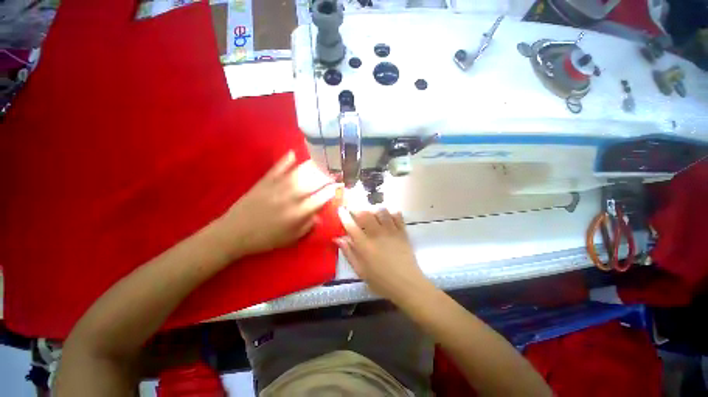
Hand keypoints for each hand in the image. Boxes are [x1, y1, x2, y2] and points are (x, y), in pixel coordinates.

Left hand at [218, 151, 338, 258]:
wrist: (234, 233)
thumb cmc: (265, 238)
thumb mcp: (290, 239)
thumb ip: (307, 227)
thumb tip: (319, 216)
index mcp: (299, 212)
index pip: (322, 197)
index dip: (332, 190)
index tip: (338, 186)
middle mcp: (292, 196)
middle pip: (314, 181)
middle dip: (326, 176)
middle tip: (333, 173)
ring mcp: (278, 186)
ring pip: (300, 172)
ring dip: (313, 166)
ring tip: (321, 163)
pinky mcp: (265, 181)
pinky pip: (278, 167)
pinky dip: (286, 160)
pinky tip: (293, 153)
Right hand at [336, 207, 430, 304]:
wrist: (407, 284)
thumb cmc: (381, 281)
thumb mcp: (361, 271)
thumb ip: (349, 253)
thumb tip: (338, 239)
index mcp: (364, 246)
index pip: (351, 225)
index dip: (344, 215)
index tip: (340, 209)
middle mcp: (376, 234)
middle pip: (365, 214)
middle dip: (357, 209)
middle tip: (354, 210)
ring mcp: (391, 231)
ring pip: (381, 211)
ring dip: (373, 209)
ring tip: (371, 213)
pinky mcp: (402, 232)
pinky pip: (396, 215)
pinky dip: (390, 212)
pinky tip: (387, 216)